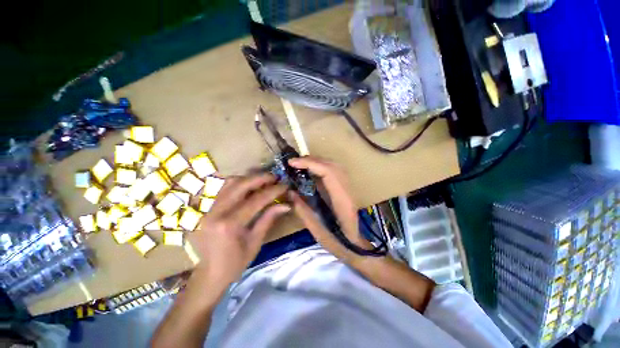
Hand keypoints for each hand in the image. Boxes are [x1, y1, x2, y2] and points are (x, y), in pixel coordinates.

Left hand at [192, 174, 289, 286]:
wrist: (208, 274)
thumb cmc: (235, 263)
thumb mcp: (255, 242)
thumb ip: (268, 219)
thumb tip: (285, 205)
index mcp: (230, 224)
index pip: (256, 200)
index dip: (273, 191)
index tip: (284, 185)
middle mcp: (217, 212)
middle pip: (240, 185)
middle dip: (260, 178)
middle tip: (274, 177)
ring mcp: (209, 209)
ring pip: (230, 183)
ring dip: (249, 178)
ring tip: (263, 179)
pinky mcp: (207, 209)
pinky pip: (224, 189)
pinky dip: (238, 183)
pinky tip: (249, 185)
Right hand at [288, 157, 373, 265]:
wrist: (355, 247)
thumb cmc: (338, 243)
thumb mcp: (317, 230)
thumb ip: (303, 210)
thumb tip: (290, 192)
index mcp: (342, 201)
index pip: (329, 172)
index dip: (310, 164)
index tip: (292, 163)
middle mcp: (347, 190)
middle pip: (332, 165)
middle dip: (312, 160)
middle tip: (294, 163)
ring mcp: (348, 188)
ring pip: (334, 166)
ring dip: (317, 162)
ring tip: (300, 165)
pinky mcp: (345, 189)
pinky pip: (334, 171)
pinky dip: (321, 167)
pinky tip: (311, 171)